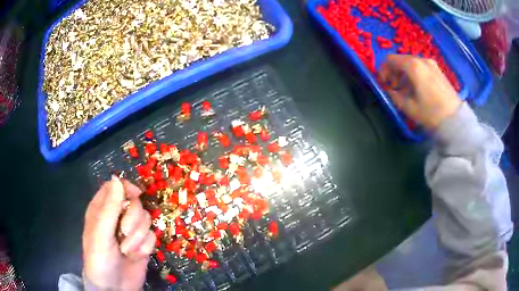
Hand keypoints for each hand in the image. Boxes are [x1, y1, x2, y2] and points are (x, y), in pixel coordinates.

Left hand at [83, 176, 155, 289]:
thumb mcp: (101, 234)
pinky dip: (145, 246)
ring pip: (145, 219)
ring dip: (138, 237)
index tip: (136, 195)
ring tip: (126, 250)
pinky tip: (136, 256)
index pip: (115, 187)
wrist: (114, 287)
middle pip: (134, 203)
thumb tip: (117, 179)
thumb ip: (109, 208)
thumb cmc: (100, 259)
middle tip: (124, 233)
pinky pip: (152, 236)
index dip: (126, 188)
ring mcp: (131, 231)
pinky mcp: (142, 244)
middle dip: (132, 219)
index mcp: (101, 210)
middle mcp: (117, 217)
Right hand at [378, 55, 461, 130]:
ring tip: (406, 89)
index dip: (383, 70)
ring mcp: (431, 64)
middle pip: (401, 60)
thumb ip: (395, 96)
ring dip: (404, 73)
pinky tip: (417, 88)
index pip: (390, 60)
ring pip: (411, 63)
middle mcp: (422, 60)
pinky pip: (421, 67)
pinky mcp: (438, 70)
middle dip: (394, 72)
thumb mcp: (408, 107)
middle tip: (394, 87)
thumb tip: (390, 90)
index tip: (384, 83)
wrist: (455, 120)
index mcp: (413, 66)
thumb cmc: (431, 113)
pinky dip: (415, 74)